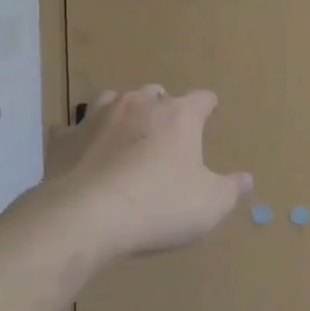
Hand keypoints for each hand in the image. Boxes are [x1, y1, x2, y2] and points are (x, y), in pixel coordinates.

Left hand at [42, 87, 251, 259]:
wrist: (86, 216)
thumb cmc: (159, 206)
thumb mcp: (209, 205)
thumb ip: (230, 189)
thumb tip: (245, 179)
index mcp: (178, 116)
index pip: (202, 98)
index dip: (208, 105)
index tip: (210, 111)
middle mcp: (138, 105)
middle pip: (156, 94)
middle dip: (163, 109)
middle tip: (166, 136)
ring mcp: (96, 117)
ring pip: (114, 101)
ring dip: (123, 116)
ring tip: (125, 138)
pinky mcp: (64, 138)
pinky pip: (75, 130)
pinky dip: (83, 139)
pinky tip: (84, 156)